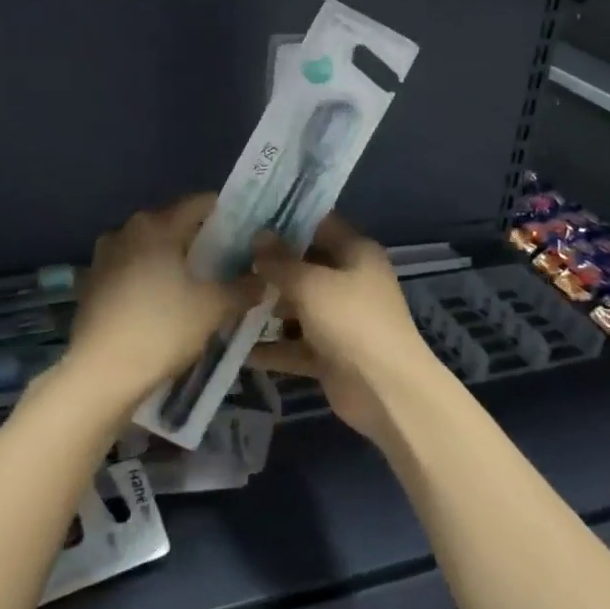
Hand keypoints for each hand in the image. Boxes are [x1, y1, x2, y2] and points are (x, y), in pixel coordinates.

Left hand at [62, 195, 257, 410]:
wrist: (100, 374)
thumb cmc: (161, 329)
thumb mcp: (213, 308)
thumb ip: (243, 289)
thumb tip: (264, 280)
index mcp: (155, 225)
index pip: (198, 204)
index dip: (225, 213)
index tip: (245, 231)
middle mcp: (125, 230)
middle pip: (172, 225)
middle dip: (199, 240)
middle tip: (227, 261)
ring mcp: (103, 257)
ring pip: (149, 249)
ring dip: (171, 261)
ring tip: (196, 285)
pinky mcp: (91, 284)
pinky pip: (130, 271)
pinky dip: (149, 279)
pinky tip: (164, 303)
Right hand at [249, 213, 442, 443]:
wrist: (385, 391)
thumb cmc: (351, 321)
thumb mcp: (311, 284)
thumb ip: (280, 261)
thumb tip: (258, 237)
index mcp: (356, 252)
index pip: (318, 224)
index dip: (285, 220)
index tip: (248, 217)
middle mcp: (349, 280)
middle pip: (304, 265)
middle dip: (268, 265)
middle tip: (226, 258)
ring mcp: (339, 318)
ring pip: (296, 306)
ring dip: (266, 307)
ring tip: (224, 299)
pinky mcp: (329, 353)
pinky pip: (294, 344)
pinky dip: (272, 347)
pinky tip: (237, 346)